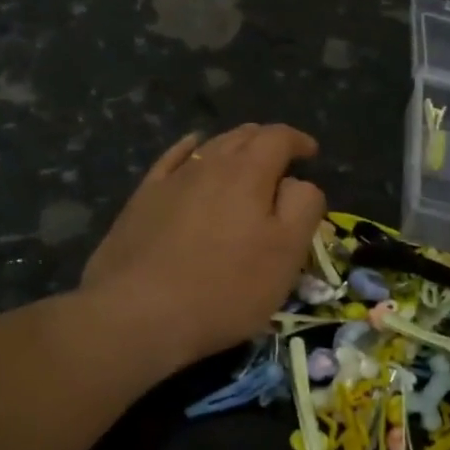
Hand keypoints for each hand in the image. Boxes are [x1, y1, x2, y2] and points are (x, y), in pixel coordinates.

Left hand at [83, 124, 326, 370]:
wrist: (138, 314)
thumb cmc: (226, 287)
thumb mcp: (286, 253)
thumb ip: (302, 207)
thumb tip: (297, 183)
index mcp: (249, 172)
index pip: (278, 137)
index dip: (298, 140)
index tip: (311, 153)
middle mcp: (209, 164)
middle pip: (243, 136)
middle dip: (267, 141)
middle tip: (281, 159)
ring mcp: (171, 180)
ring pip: (209, 146)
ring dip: (233, 146)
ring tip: (244, 157)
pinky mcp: (142, 199)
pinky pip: (171, 160)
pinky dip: (189, 149)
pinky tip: (191, 149)